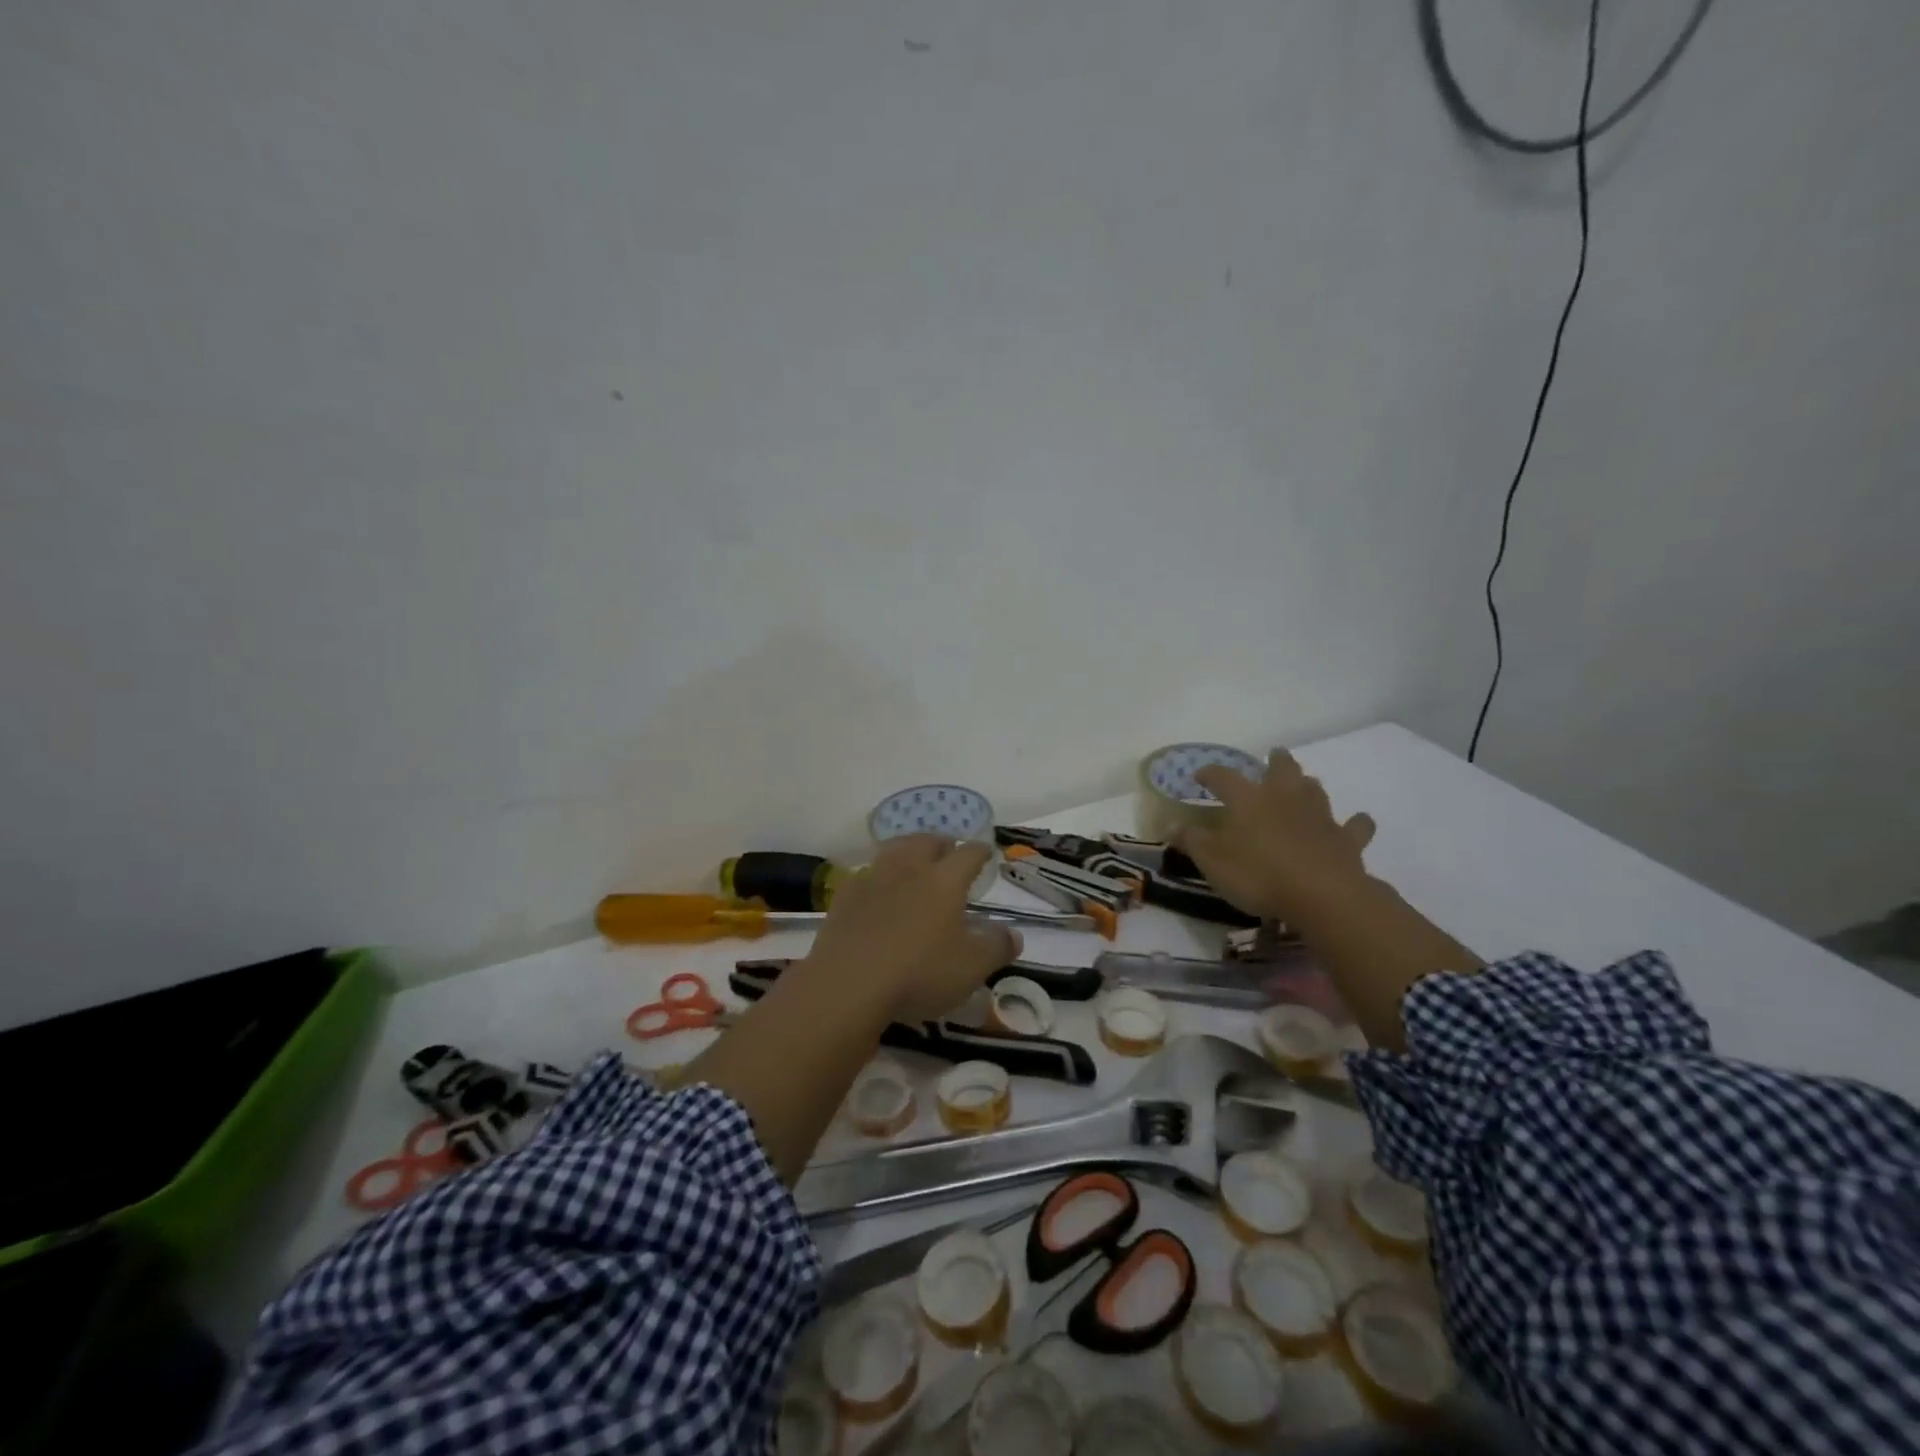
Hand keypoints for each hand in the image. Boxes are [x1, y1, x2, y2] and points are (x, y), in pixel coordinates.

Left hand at [802, 835, 1019, 1022]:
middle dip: (941, 843)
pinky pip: (867, 874)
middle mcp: (909, 869)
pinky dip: (879, 876)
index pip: (968, 854)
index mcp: (944, 880)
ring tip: (914, 861)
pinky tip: (879, 890)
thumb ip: (997, 947)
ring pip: (894, 850)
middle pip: (927, 841)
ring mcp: (874, 878)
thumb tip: (1014, 934)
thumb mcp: (971, 968)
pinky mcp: (846, 896)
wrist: (848, 983)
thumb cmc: (919, 972)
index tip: (986, 852)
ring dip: (908, 850)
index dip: (980, 851)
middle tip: (948, 852)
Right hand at [1174, 750, 1376, 923]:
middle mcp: (1284, 797)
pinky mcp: (1346, 839)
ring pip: (1315, 789)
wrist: (1322, 895)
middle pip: (1282, 769)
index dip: (1209, 773)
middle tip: (1274, 755)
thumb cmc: (1257, 874)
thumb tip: (1169, 824)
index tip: (1199, 775)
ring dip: (1308, 784)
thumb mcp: (1211, 861)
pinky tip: (1356, 822)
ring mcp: (1319, 815)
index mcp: (1248, 799)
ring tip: (1304, 784)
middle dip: (1276, 761)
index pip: (1223, 777)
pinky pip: (1355, 826)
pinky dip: (1355, 823)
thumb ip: (1191, 841)